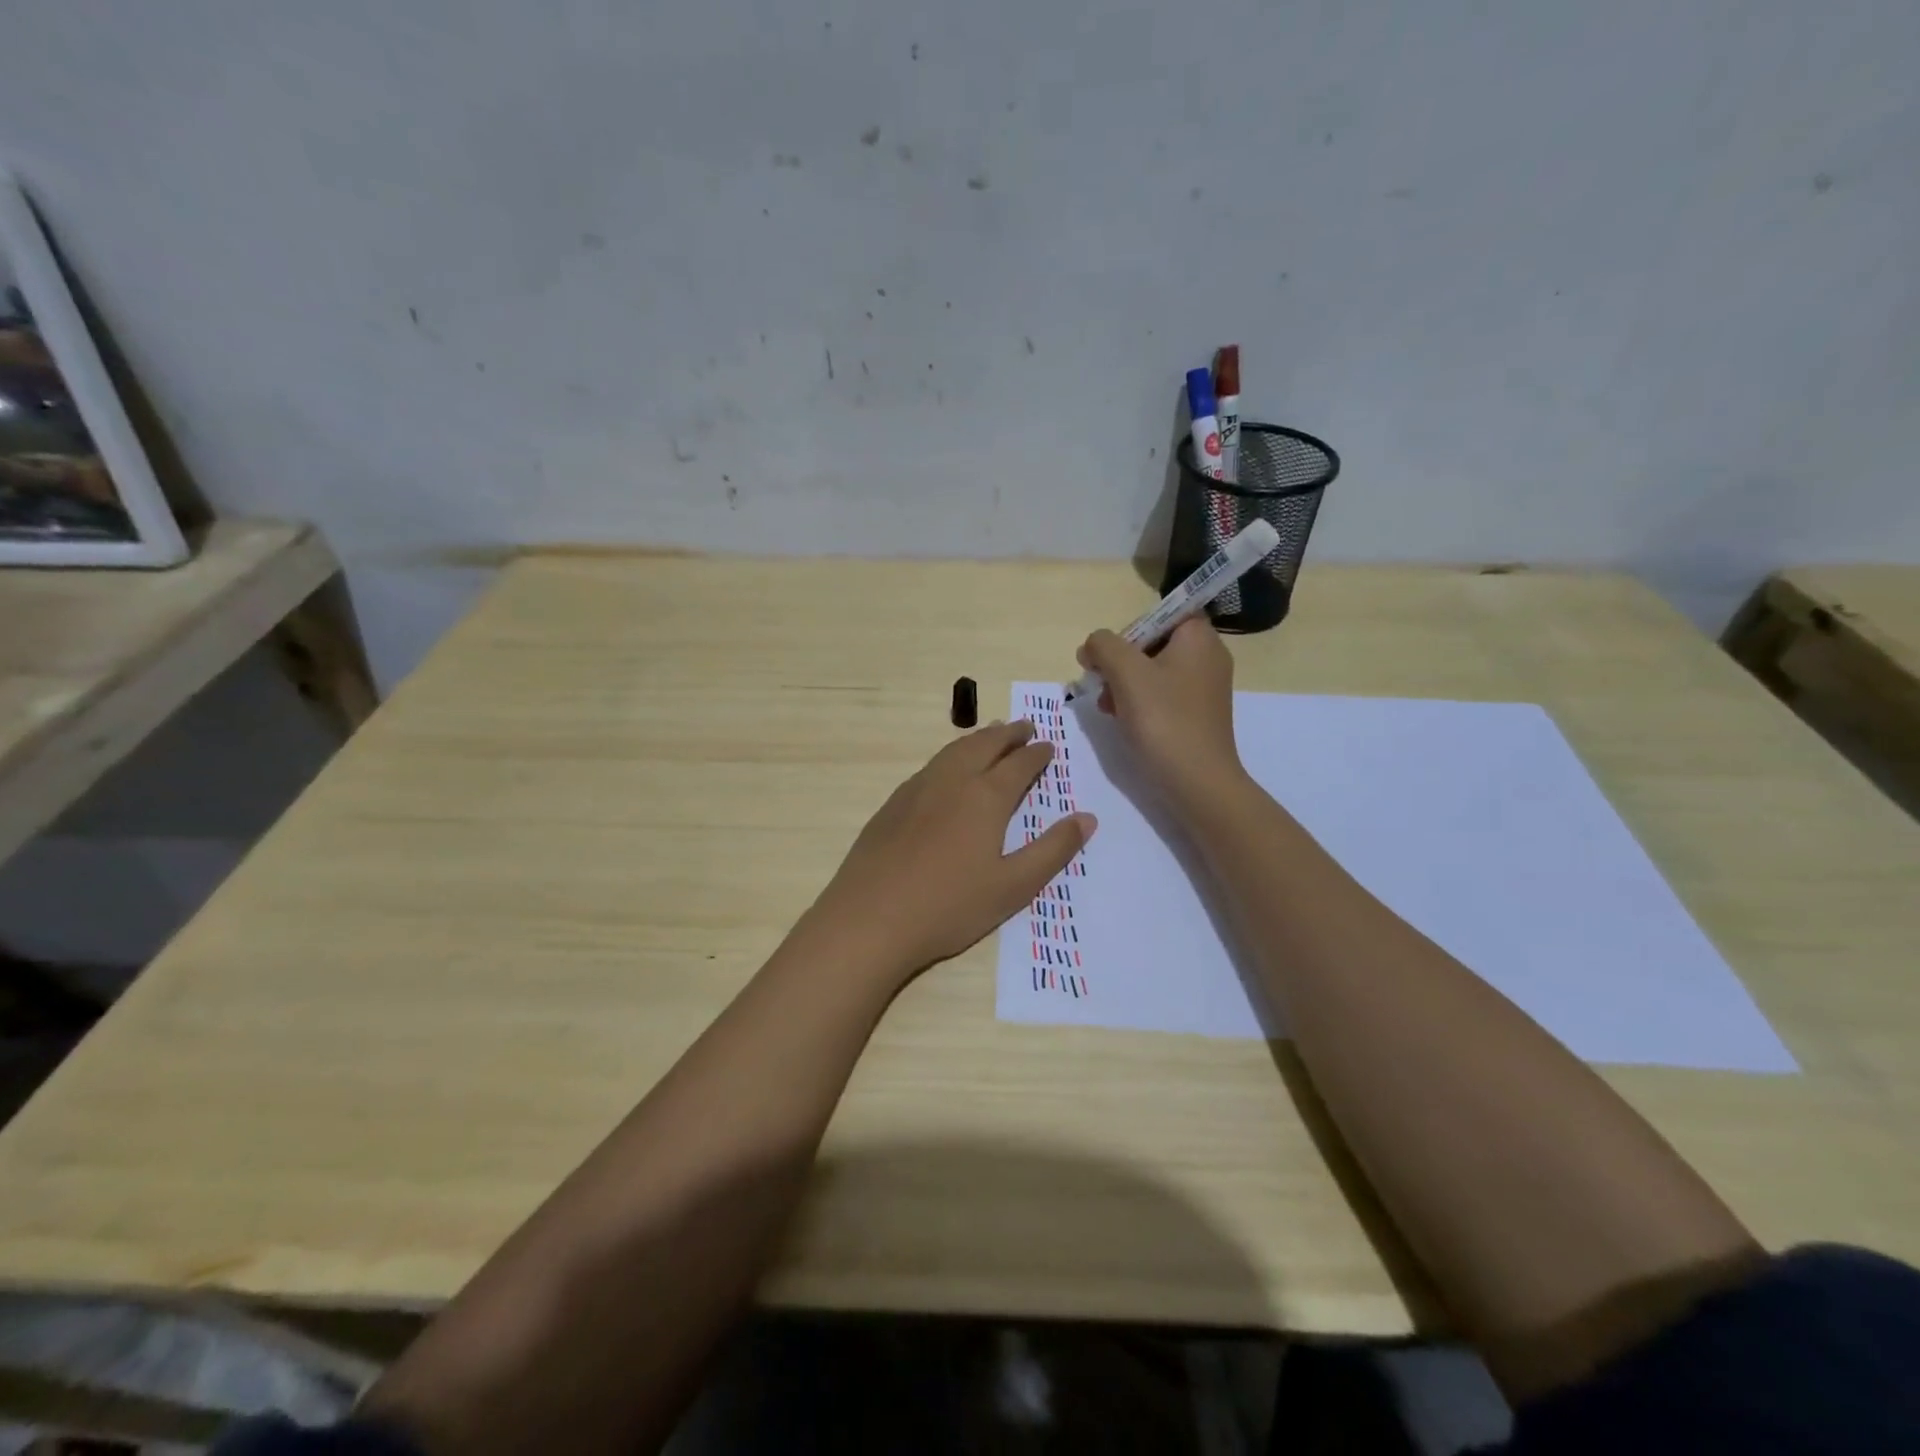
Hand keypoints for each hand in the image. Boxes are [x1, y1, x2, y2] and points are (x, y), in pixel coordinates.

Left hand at [807, 721, 1096, 980]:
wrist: (870, 918)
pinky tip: (949, 769)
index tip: (1049, 746)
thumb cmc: (950, 906)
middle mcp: (952, 781)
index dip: (1037, 754)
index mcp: (985, 797)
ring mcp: (918, 789)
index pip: (1019, 764)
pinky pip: (931, 765)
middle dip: (1009, 734)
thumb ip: (1053, 850)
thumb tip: (1087, 818)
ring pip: (954, 750)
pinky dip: (951, 755)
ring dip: (978, 739)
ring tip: (992, 735)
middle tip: (1024, 727)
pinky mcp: (893, 803)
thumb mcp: (1013, 886)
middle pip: (985, 745)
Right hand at [1078, 618, 1246, 817]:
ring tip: (1108, 707)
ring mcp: (1204, 688)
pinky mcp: (1197, 715)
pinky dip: (1139, 703)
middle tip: (1102, 684)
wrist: (1197, 782)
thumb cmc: (1164, 720)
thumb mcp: (1126, 673)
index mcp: (1199, 638)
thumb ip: (1104, 646)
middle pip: (1153, 643)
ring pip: (1153, 671)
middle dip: (1121, 661)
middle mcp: (1207, 657)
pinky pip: (1162, 695)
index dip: (1131, 628)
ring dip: (1124, 684)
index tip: (1110, 653)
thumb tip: (1092, 646)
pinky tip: (1122, 720)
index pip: (1163, 612)